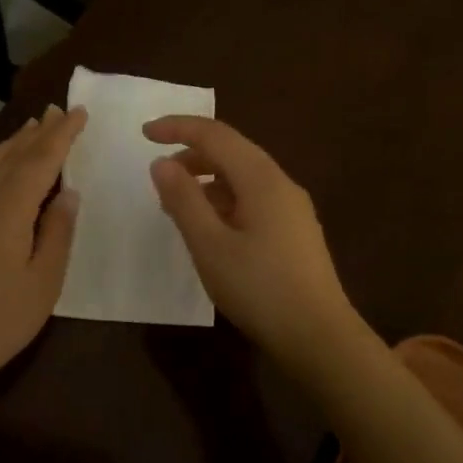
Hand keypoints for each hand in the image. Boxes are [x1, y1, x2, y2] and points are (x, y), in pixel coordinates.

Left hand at [0, 104, 84, 407]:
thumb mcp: (43, 282)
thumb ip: (57, 233)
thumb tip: (67, 193)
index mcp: (7, 210)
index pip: (40, 161)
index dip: (62, 136)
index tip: (79, 113)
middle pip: (12, 157)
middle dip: (38, 133)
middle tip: (58, 111)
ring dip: (14, 145)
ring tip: (32, 129)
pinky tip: (1, 170)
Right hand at [144, 116, 369, 371]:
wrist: (318, 335)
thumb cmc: (259, 288)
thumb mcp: (210, 245)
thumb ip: (183, 200)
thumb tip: (162, 163)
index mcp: (262, 179)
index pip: (216, 135)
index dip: (178, 128)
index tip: (144, 134)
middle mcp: (281, 184)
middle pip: (233, 152)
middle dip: (192, 154)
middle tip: (158, 175)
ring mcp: (292, 208)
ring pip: (244, 177)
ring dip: (208, 181)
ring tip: (177, 206)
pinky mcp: (295, 231)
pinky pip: (254, 199)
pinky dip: (225, 201)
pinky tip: (210, 228)